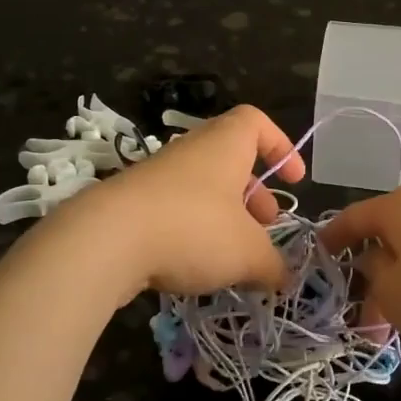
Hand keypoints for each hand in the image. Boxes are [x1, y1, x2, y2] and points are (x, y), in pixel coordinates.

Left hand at [64, 104, 303, 295]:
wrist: (105, 241)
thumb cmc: (192, 229)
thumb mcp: (247, 253)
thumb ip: (272, 265)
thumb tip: (284, 278)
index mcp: (224, 145)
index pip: (256, 123)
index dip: (281, 146)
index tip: (294, 180)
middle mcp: (191, 151)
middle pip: (231, 160)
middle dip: (255, 193)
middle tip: (267, 226)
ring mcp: (158, 176)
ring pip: (203, 188)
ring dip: (225, 216)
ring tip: (235, 255)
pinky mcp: (133, 203)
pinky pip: (175, 210)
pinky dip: (193, 231)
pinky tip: (196, 266)